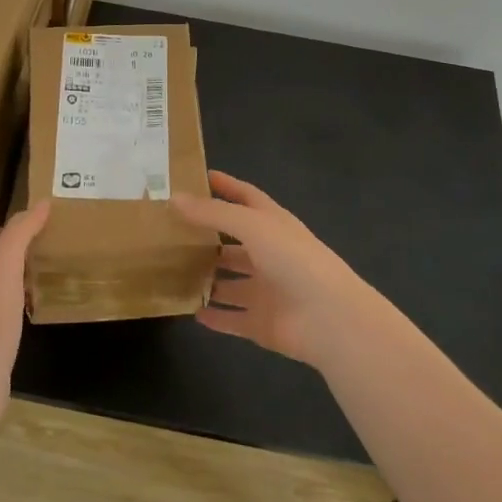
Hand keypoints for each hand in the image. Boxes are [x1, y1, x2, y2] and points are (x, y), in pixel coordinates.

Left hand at [0, 200, 49, 382]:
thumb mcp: (6, 262)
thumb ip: (21, 231)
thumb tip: (41, 203)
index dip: (7, 227)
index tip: (36, 226)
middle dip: (13, 251)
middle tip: (45, 247)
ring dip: (16, 277)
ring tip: (43, 273)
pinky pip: (1, 310)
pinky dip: (17, 302)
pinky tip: (34, 307)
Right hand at [173, 172, 368, 367]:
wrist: (329, 319)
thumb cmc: (293, 259)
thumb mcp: (251, 225)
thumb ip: (213, 213)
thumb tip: (173, 197)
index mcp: (273, 224)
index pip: (246, 197)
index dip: (225, 186)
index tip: (197, 177)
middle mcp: (270, 254)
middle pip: (235, 243)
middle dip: (208, 237)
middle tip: (172, 232)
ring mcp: (267, 291)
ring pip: (232, 282)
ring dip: (209, 278)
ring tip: (174, 272)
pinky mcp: (262, 323)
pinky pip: (233, 318)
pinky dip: (215, 316)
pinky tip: (191, 311)